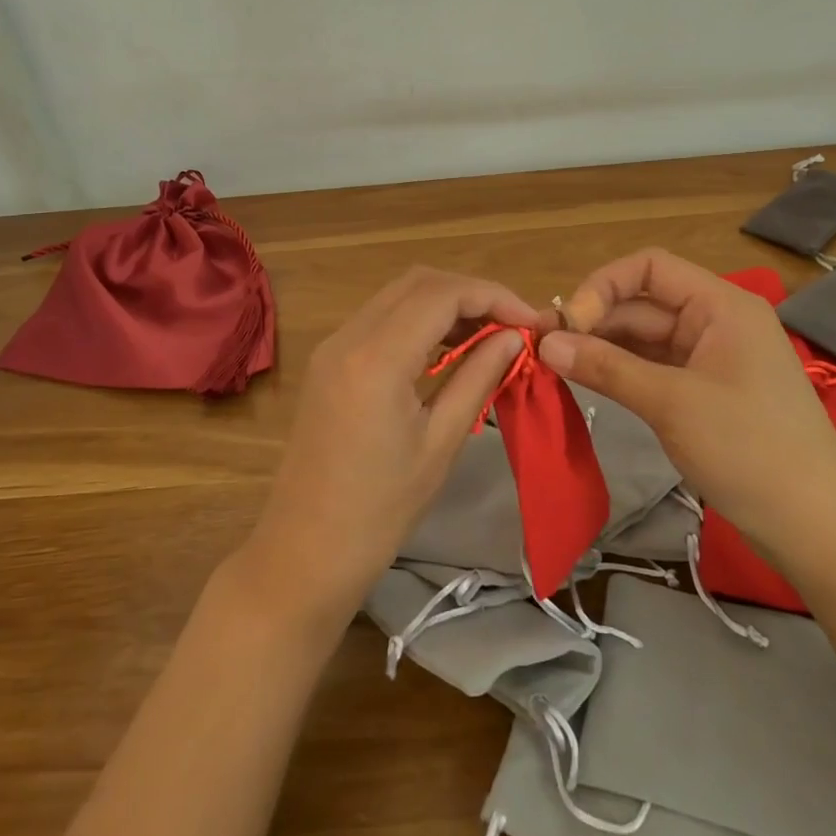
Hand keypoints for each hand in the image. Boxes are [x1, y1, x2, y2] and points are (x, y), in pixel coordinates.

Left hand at [238, 267, 546, 630]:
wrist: (304, 553)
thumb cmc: (380, 511)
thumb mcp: (441, 443)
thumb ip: (478, 377)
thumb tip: (515, 337)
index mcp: (376, 357)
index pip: (442, 293)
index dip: (493, 296)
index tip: (531, 321)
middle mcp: (349, 336)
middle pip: (418, 282)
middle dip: (471, 293)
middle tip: (512, 326)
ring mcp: (332, 346)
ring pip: (398, 295)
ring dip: (445, 303)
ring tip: (488, 336)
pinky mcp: (328, 361)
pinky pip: (380, 319)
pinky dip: (419, 320)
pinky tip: (447, 349)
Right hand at [539, 248, 835, 570]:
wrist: (817, 529)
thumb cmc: (750, 450)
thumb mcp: (671, 403)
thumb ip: (606, 367)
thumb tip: (546, 344)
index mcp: (720, 305)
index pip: (649, 268)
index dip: (603, 286)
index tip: (568, 324)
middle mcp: (715, 321)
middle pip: (642, 303)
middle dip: (595, 321)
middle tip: (545, 349)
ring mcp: (711, 358)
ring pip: (644, 337)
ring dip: (603, 347)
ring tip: (557, 366)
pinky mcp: (705, 392)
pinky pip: (654, 367)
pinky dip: (622, 371)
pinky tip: (588, 381)